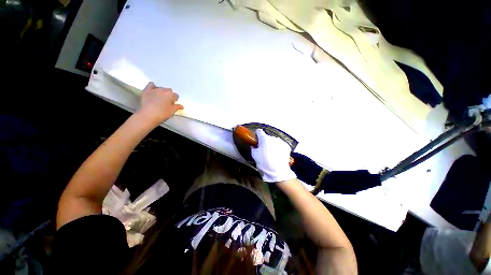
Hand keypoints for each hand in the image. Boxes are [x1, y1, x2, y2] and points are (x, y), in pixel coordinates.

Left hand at [138, 82, 183, 124]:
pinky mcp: (147, 91)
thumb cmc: (162, 114)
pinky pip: (150, 85)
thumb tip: (181, 106)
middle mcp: (163, 90)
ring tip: (161, 97)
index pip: (176, 95)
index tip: (174, 103)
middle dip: (169, 95)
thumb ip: (177, 107)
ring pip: (161, 88)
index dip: (175, 99)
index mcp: (171, 95)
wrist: (148, 115)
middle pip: (168, 90)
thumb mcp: (172, 111)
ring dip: (162, 91)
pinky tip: (153, 89)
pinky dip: (153, 86)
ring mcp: (154, 90)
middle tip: (168, 101)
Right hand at [251, 129, 296, 182]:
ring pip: (274, 141)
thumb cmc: (264, 163)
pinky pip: (280, 145)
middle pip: (267, 137)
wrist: (278, 171)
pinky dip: (278, 148)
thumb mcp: (254, 155)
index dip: (257, 135)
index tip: (256, 139)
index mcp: (264, 138)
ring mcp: (281, 141)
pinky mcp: (286, 146)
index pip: (259, 131)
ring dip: (272, 145)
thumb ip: (253, 148)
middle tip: (263, 150)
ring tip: (271, 154)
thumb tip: (254, 146)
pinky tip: (277, 155)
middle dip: (265, 142)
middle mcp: (273, 137)